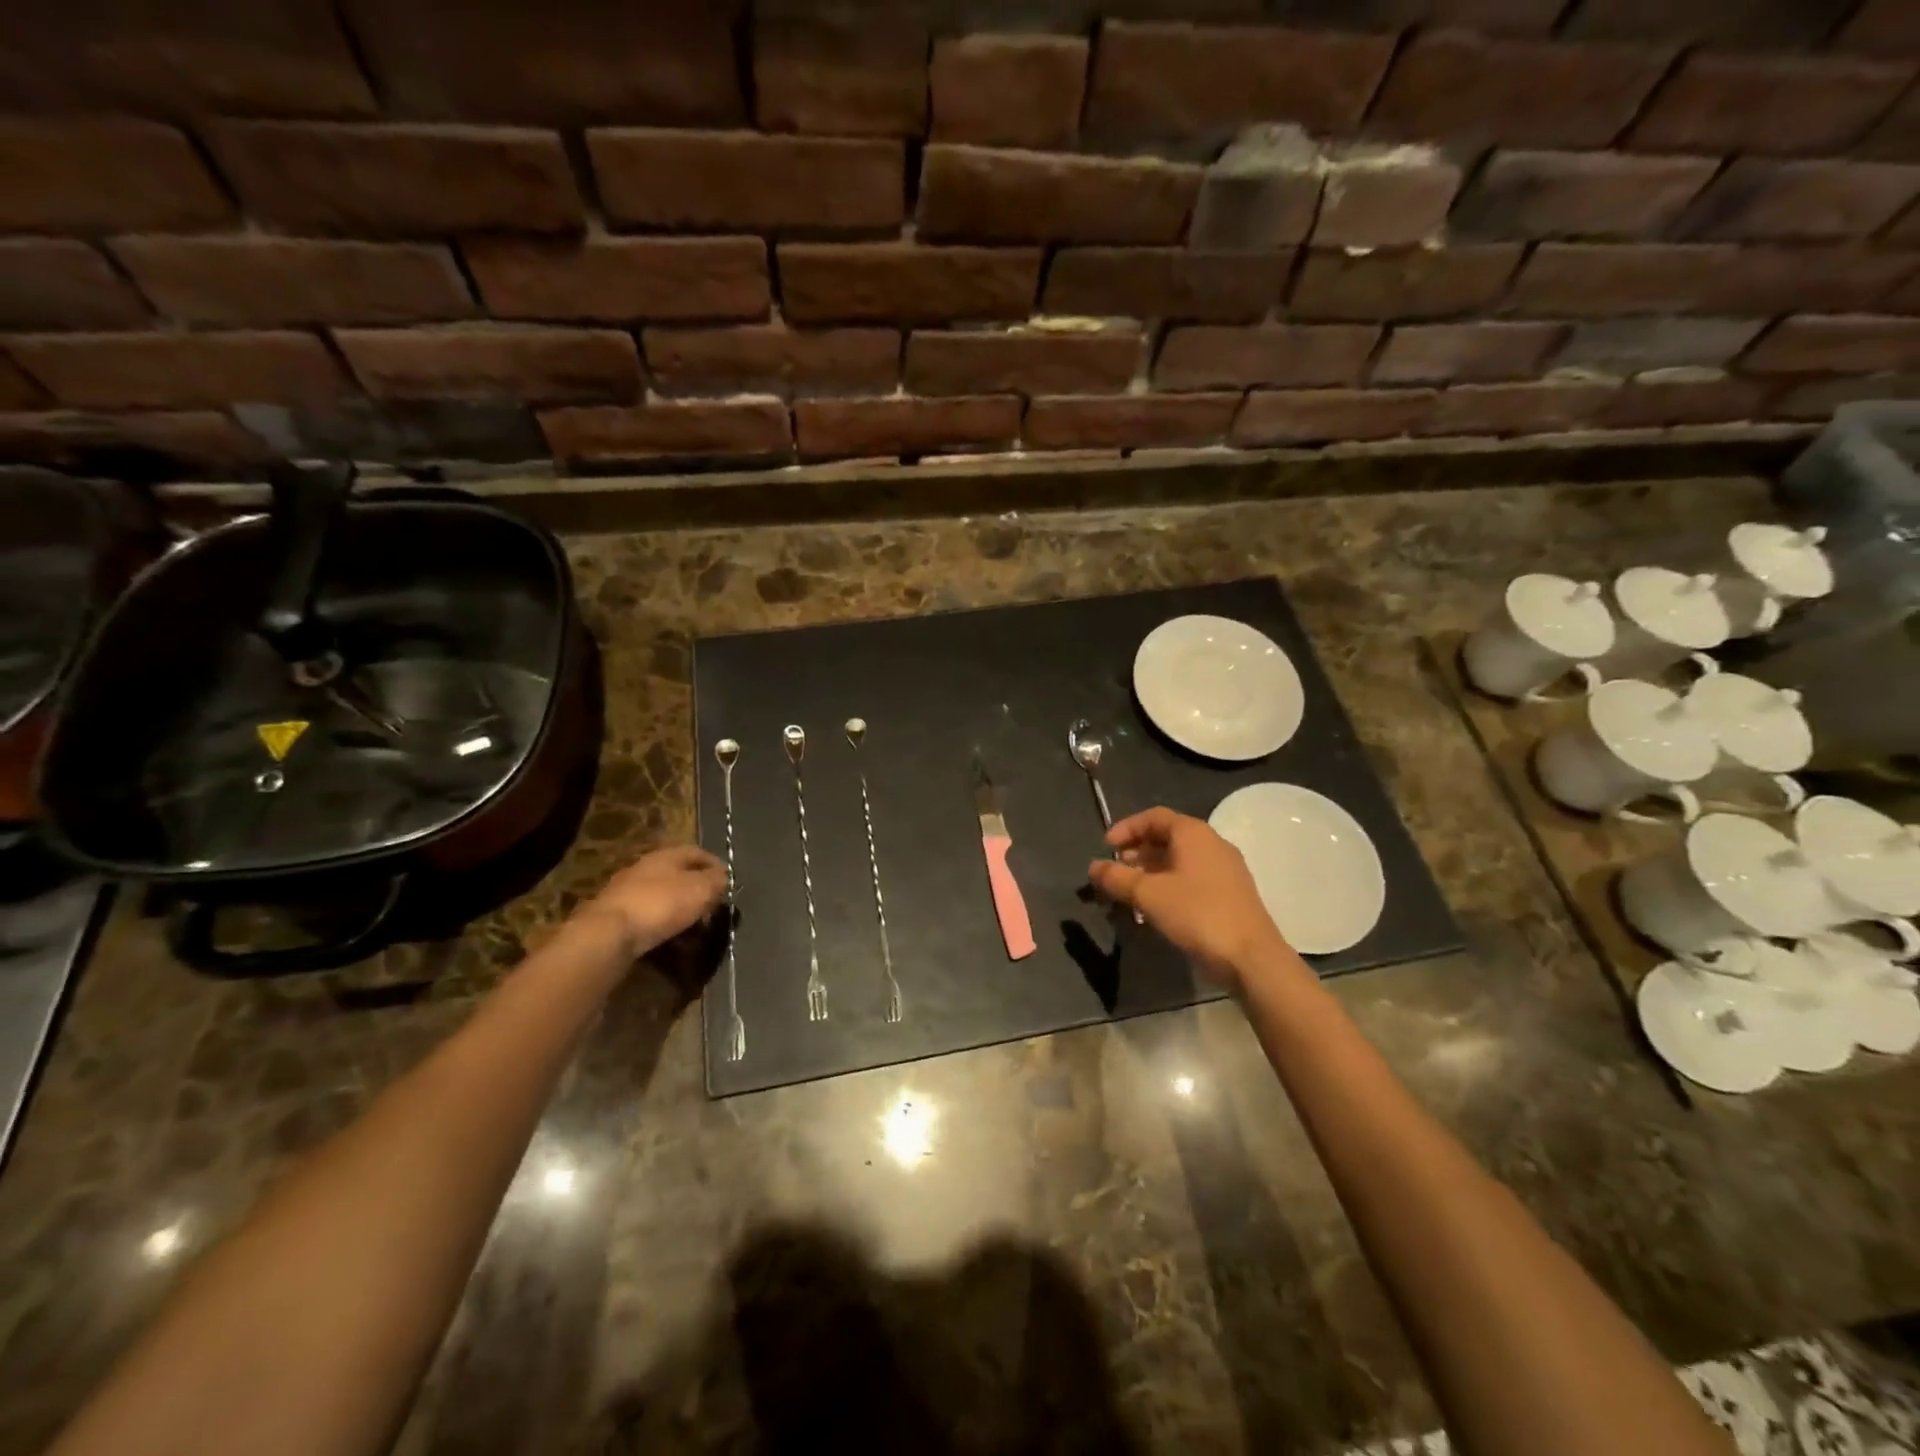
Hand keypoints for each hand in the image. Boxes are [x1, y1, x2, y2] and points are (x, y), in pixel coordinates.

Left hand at [585, 845, 726, 957]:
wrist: (608, 934)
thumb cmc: (661, 904)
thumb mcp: (700, 889)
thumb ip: (716, 880)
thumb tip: (723, 877)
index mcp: (666, 855)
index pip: (696, 852)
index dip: (715, 865)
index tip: (728, 883)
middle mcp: (644, 867)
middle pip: (678, 873)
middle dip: (697, 888)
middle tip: (712, 906)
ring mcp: (626, 891)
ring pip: (662, 895)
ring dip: (679, 908)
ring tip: (694, 926)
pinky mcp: (616, 916)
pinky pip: (647, 916)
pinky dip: (662, 924)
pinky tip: (670, 938)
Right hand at [1088, 807, 1293, 988]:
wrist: (1251, 957)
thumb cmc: (1197, 914)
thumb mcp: (1148, 894)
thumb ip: (1117, 877)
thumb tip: (1093, 866)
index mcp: (1194, 833)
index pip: (1154, 816)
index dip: (1126, 828)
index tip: (1105, 848)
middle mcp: (1212, 843)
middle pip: (1167, 836)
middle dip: (1137, 851)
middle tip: (1116, 871)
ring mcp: (1225, 869)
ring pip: (1179, 859)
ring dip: (1151, 870)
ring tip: (1130, 892)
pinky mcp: (1230, 893)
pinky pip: (1192, 877)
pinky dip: (1169, 884)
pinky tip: (1156, 908)